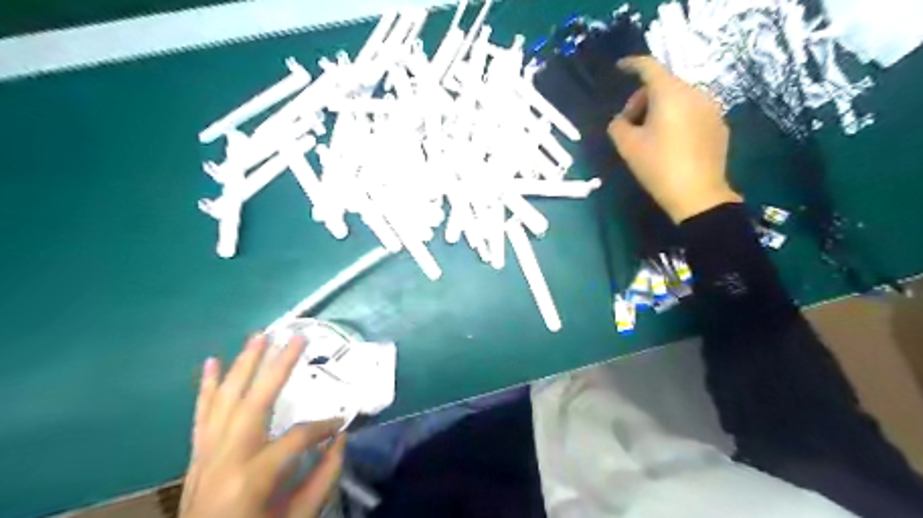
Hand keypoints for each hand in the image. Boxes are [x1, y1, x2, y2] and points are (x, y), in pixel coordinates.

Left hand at [177, 336, 344, 517]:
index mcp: (255, 476)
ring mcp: (206, 454)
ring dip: (242, 365)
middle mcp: (227, 458)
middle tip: (295, 337)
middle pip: (254, 401)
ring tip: (258, 336)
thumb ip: (324, 477)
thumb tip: (341, 438)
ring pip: (224, 399)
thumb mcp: (298, 517)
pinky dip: (206, 387)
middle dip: (277, 366)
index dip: (324, 427)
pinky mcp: (196, 455)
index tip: (341, 423)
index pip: (298, 437)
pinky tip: (211, 362)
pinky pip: (201, 413)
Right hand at [607, 56, 739, 221]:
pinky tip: (671, 143)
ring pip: (679, 98)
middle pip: (663, 84)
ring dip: (660, 109)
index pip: (649, 67)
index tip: (620, 68)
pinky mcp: (719, 124)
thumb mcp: (627, 147)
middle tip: (629, 124)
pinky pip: (692, 111)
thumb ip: (617, 125)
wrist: (697, 195)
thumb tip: (621, 120)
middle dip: (642, 99)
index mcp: (670, 94)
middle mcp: (694, 93)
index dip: (631, 64)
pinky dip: (677, 118)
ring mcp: (711, 108)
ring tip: (650, 136)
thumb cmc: (658, 167)